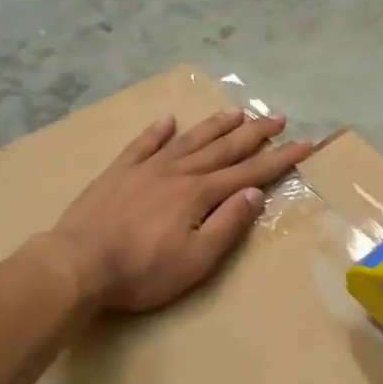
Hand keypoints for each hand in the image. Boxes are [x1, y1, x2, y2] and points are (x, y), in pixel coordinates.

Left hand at [47, 110, 314, 312]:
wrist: (77, 263)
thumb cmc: (142, 271)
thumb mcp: (196, 260)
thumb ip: (227, 224)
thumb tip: (255, 193)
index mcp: (199, 193)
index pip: (249, 172)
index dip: (279, 158)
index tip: (305, 143)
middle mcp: (177, 172)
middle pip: (223, 148)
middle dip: (254, 133)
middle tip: (278, 117)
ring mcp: (146, 168)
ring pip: (188, 139)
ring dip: (215, 125)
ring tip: (236, 112)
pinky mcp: (118, 172)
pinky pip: (143, 144)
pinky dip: (157, 131)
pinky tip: (168, 120)